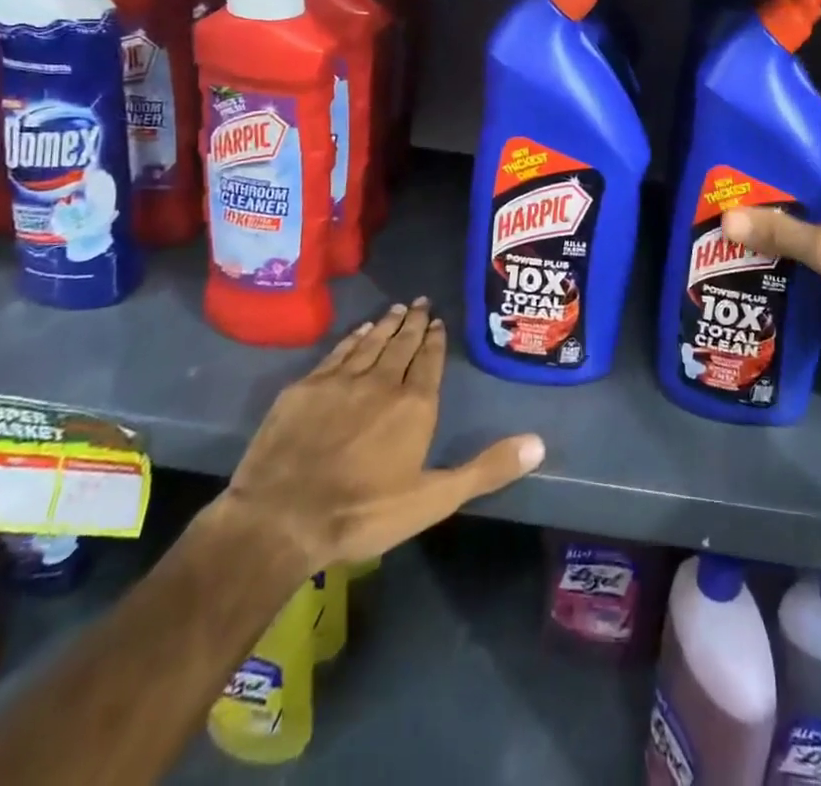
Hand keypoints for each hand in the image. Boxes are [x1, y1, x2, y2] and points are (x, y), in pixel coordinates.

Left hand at [213, 300, 543, 578]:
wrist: (281, 519)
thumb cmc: (364, 513)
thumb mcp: (434, 498)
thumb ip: (486, 468)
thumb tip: (539, 442)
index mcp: (414, 405)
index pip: (430, 361)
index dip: (435, 340)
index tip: (438, 320)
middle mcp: (381, 382)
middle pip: (402, 344)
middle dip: (414, 323)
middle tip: (421, 302)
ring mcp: (340, 381)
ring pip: (370, 343)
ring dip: (386, 324)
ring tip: (397, 309)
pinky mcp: (305, 387)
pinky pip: (337, 352)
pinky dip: (353, 338)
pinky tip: (359, 332)